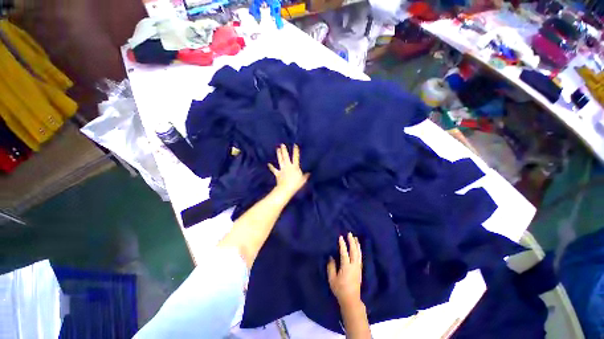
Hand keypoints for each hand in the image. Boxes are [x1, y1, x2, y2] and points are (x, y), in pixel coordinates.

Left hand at [268, 144, 309, 197]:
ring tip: (277, 149)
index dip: (295, 151)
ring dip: (279, 154)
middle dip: (284, 150)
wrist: (286, 188)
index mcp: (295, 167)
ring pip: (280, 160)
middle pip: (286, 157)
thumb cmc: (296, 184)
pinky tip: (268, 164)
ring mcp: (282, 169)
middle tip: (282, 144)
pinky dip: (271, 167)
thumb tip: (309, 173)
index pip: (296, 157)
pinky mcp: (278, 174)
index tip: (295, 145)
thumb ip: (305, 176)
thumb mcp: (303, 180)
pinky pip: (274, 170)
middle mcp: (288, 166)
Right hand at [327, 233, 362, 307]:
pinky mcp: (360, 270)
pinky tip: (358, 248)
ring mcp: (358, 267)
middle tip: (350, 234)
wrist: (351, 300)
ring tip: (355, 238)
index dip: (342, 244)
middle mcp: (354, 265)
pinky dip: (359, 250)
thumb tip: (331, 257)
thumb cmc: (340, 289)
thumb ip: (331, 267)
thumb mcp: (332, 278)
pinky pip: (360, 257)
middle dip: (352, 241)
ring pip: (359, 253)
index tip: (341, 237)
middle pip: (354, 251)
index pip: (344, 252)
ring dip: (357, 245)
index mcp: (346, 266)